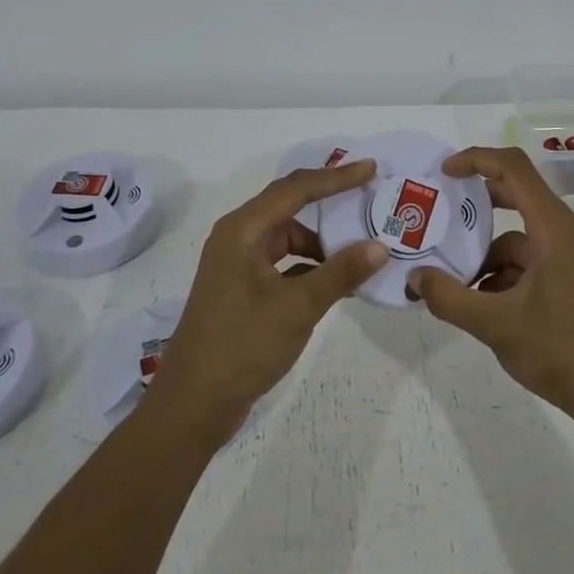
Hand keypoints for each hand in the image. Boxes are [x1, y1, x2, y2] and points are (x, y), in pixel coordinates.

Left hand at [142, 161, 388, 438]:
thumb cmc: (242, 346)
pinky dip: (310, 266)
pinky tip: (337, 281)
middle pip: (289, 206)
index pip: (295, 189)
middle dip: (329, 201)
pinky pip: (283, 262)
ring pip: (288, 238)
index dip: (335, 177)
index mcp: (242, 230)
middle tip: (369, 197)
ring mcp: (237, 264)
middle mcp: (237, 237)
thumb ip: (340, 273)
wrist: (194, 404)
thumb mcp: (298, 307)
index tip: (371, 169)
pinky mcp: (242, 288)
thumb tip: (380, 247)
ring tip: (361, 250)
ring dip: (321, 242)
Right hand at [407, 147, 573, 426]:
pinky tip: (487, 308)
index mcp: (556, 229)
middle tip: (440, 219)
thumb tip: (414, 279)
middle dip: (478, 209)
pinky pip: (536, 262)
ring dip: (489, 258)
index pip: (514, 169)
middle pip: (519, 198)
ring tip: (458, 287)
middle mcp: (572, 233)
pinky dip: (508, 276)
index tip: (443, 173)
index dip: (476, 160)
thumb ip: (449, 298)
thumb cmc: (562, 352)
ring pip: (523, 240)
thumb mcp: (495, 325)